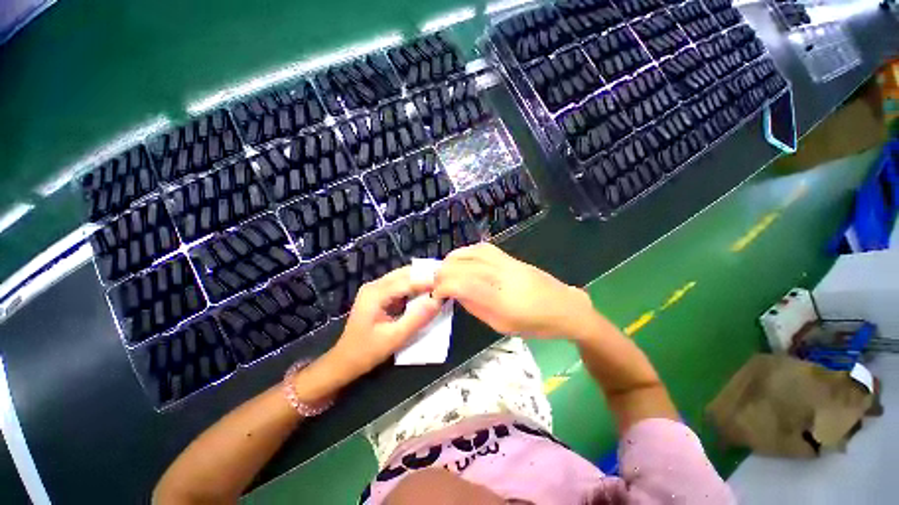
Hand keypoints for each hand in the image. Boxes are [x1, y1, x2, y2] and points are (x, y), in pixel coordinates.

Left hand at [330, 266, 441, 375]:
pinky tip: (426, 292)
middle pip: (404, 274)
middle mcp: (375, 285)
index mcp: (375, 293)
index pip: (407, 281)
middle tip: (445, 281)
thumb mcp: (395, 338)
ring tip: (439, 285)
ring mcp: (376, 289)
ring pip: (403, 277)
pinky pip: (400, 285)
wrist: (345, 361)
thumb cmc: (367, 351)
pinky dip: (414, 287)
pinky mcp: (379, 294)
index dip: (428, 281)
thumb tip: (437, 301)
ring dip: (421, 280)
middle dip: (425, 276)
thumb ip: (417, 319)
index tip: (447, 284)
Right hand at [433, 243, 594, 337]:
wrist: (564, 307)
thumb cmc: (535, 324)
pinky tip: (462, 260)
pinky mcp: (509, 256)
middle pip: (460, 265)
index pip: (460, 284)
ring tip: (445, 271)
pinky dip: (466, 252)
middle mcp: (498, 275)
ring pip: (469, 252)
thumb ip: (475, 307)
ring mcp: (504, 262)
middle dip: (442, 273)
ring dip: (451, 261)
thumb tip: (456, 294)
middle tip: (437, 284)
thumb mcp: (501, 325)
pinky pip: (481, 248)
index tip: (435, 295)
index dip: (441, 287)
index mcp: (498, 298)